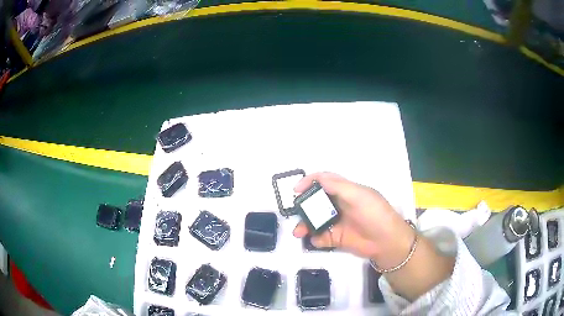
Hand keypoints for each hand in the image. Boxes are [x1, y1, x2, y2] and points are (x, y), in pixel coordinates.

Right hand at [293, 172, 415, 268]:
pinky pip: (320, 237)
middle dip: (303, 207)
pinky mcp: (336, 238)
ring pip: (315, 220)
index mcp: (345, 191)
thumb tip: (316, 179)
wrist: (387, 242)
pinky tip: (316, 240)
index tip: (296, 190)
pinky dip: (314, 239)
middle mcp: (339, 205)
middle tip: (295, 212)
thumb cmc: (375, 214)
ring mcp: (337, 222)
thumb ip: (338, 186)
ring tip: (298, 232)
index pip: (324, 181)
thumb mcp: (359, 195)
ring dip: (304, 225)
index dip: (309, 182)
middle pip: (315, 202)